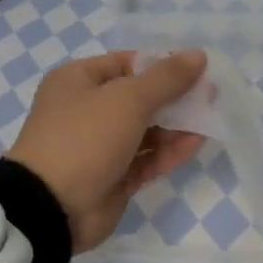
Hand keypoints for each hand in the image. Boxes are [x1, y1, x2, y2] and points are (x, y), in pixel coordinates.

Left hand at [7, 50, 208, 251]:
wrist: (51, 207)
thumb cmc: (85, 138)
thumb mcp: (128, 99)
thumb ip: (167, 78)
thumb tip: (198, 55)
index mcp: (78, 81)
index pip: (127, 63)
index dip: (162, 65)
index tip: (197, 68)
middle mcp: (86, 110)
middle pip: (139, 97)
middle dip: (175, 96)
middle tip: (211, 95)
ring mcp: (99, 146)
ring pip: (146, 130)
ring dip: (176, 124)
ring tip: (210, 118)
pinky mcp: (113, 177)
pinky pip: (146, 158)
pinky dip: (169, 151)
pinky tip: (197, 142)